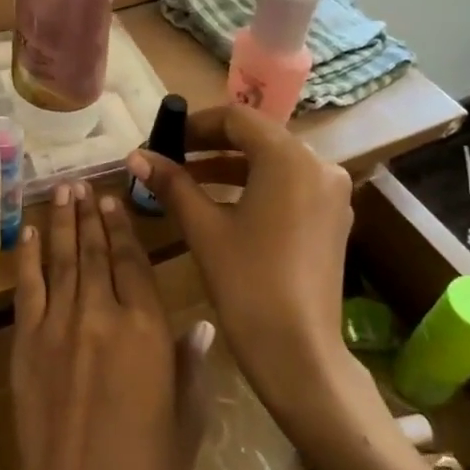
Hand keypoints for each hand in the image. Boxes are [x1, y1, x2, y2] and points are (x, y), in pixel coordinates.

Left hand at [7, 183, 212, 469]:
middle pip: (96, 254)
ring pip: (62, 262)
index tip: (114, 199)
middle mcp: (101, 318)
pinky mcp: (26, 347)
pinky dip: (30, 258)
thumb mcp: (188, 422)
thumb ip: (192, 366)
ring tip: (61, 192)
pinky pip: (28, 290)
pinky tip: (32, 233)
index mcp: (147, 333)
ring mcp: (58, 329)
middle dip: (91, 216)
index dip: (123, 229)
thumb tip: (202, 323)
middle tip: (84, 184)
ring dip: (62, 224)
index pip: (134, 265)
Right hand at [124, 106, 358, 430]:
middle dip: (210, 146)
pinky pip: (289, 187)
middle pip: (258, 138)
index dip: (195, 125)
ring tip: (187, 183)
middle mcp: (319, 166)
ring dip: (229, 168)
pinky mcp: (333, 220)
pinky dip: (254, 188)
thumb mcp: (203, 228)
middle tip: (170, 159)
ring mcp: (331, 194)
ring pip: (273, 164)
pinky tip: (222, 206)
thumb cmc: (246, 282)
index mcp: (289, 158)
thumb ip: (172, 184)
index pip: (237, 118)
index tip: (163, 140)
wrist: (298, 351)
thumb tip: (136, 155)